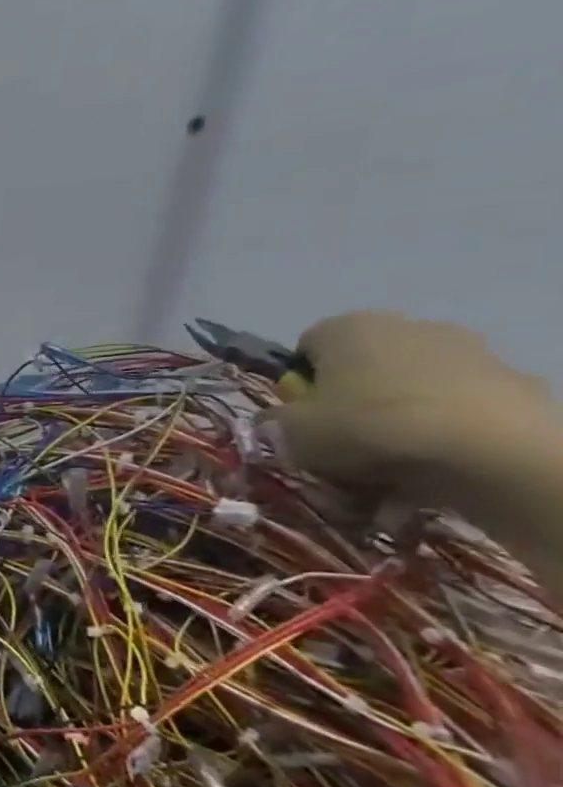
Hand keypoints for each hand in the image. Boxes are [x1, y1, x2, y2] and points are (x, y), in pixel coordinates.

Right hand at [272, 310, 559, 508]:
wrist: (489, 451)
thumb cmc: (366, 427)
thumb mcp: (289, 431)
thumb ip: (274, 420)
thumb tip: (275, 419)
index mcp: (347, 327)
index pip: (306, 347)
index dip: (298, 384)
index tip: (301, 416)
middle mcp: (407, 325)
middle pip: (362, 365)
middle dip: (350, 398)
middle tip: (341, 441)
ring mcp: (468, 350)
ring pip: (410, 385)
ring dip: (396, 414)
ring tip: (388, 461)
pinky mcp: (511, 381)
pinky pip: (456, 405)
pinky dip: (441, 427)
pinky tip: (435, 461)